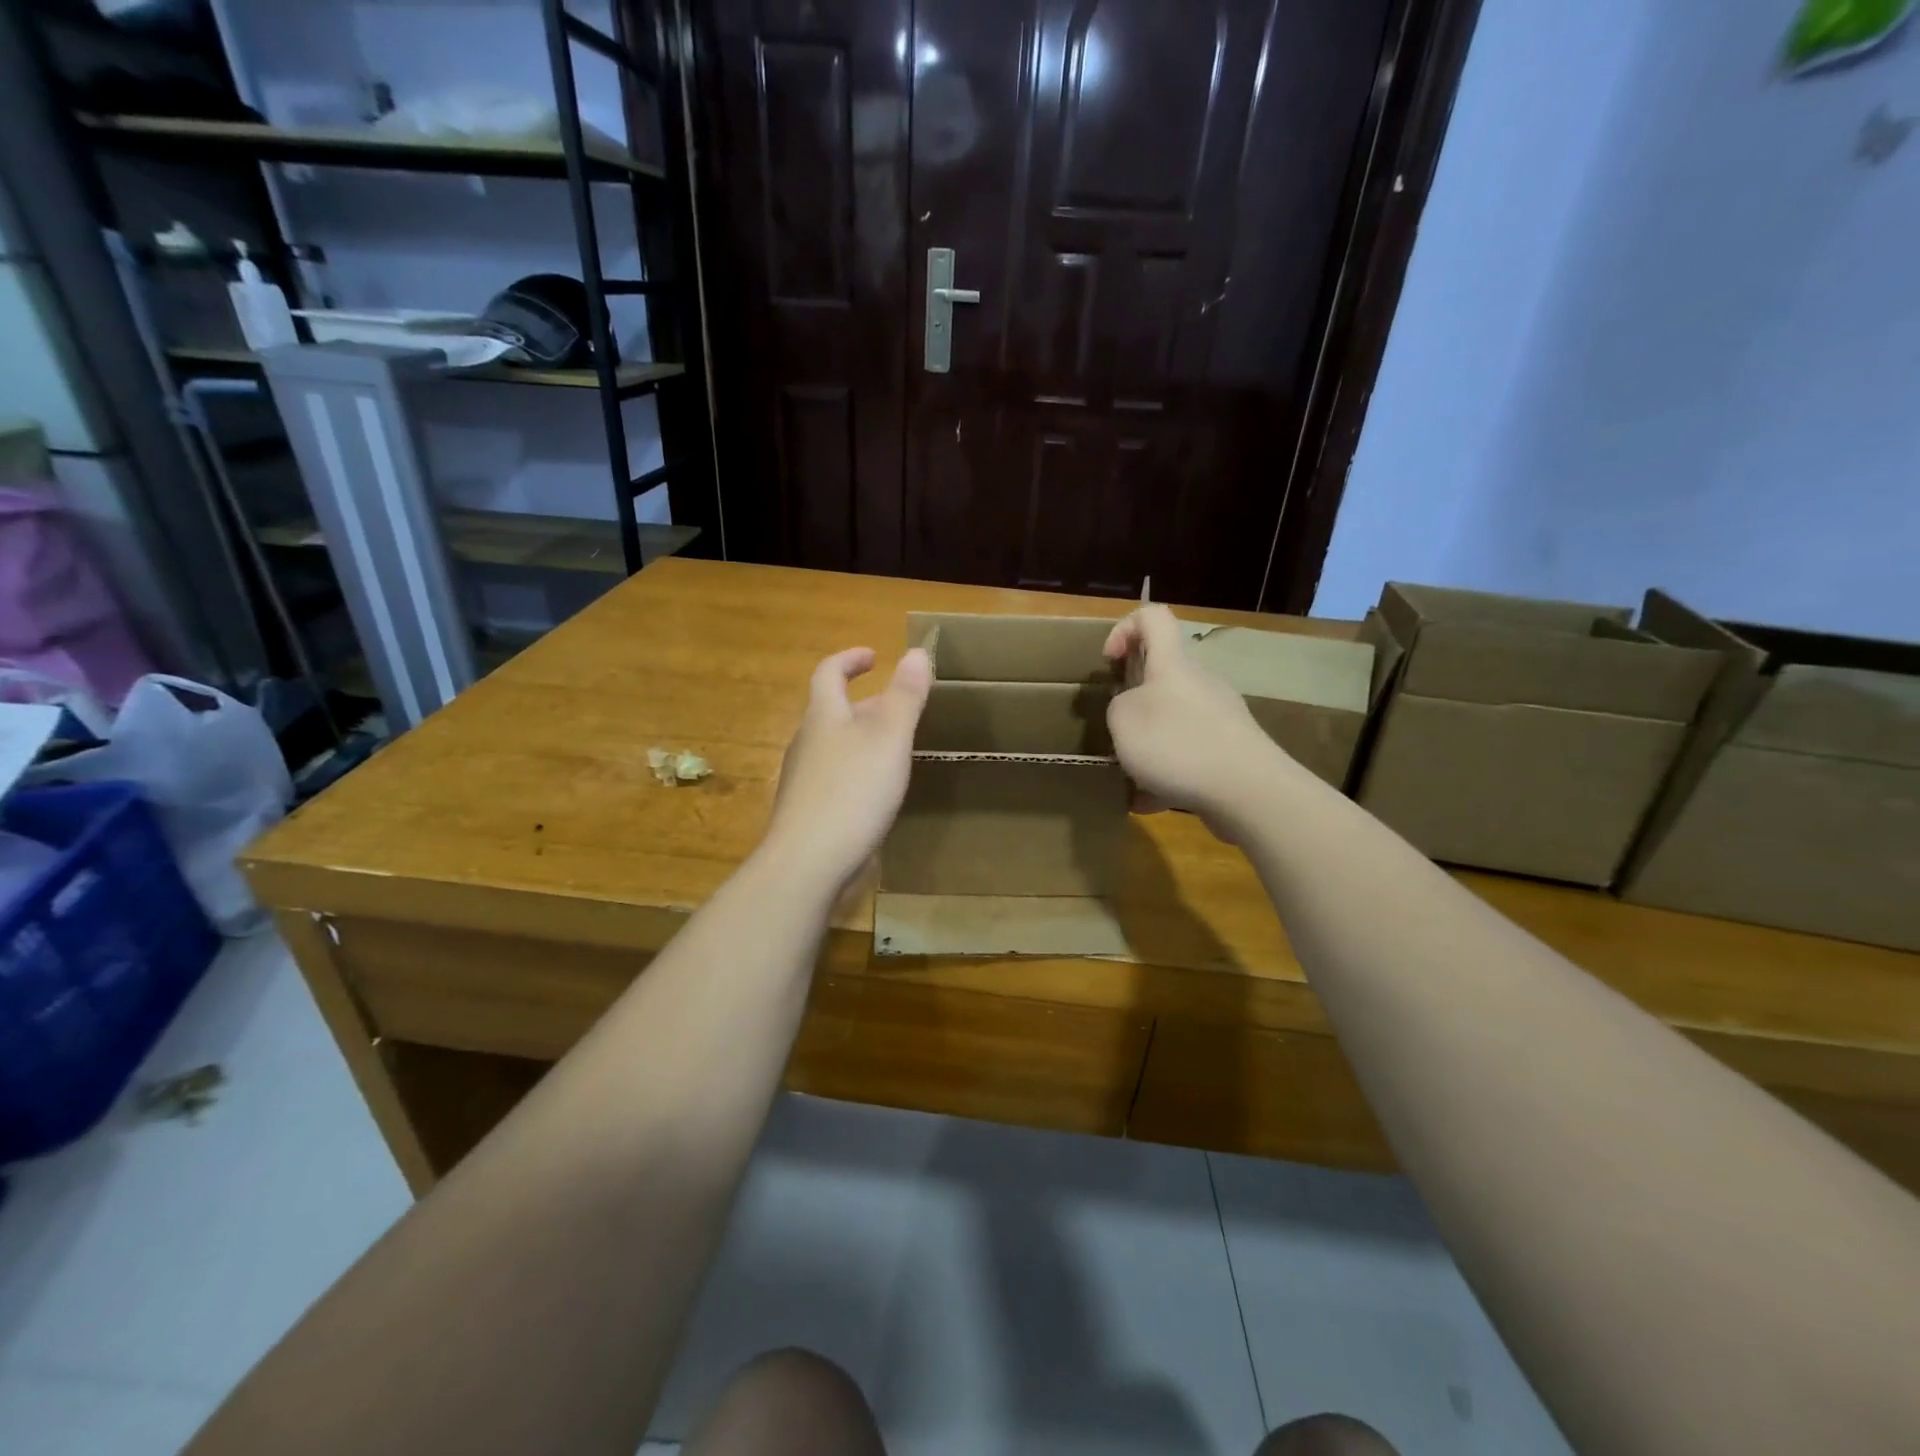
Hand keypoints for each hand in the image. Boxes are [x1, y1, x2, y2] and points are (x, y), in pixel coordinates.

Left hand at [761, 646, 932, 894]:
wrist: (808, 863)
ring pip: (835, 747)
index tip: (874, 656)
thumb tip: (915, 652)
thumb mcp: (889, 738)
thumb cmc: (852, 792)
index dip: (850, 659)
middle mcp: (807, 743)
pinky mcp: (808, 813)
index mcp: (823, 717)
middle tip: (899, 708)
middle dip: (865, 704)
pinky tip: (878, 795)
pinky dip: (858, 773)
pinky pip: (835, 779)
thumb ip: (904, 696)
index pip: (828, 673)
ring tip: (895, 750)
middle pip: (833, 711)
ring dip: (862, 740)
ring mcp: (803, 780)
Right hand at [1103, 605, 1288, 828]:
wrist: (1247, 790)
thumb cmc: (1177, 743)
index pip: (1153, 617)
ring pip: (1173, 720)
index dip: (1124, 628)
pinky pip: (1188, 756)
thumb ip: (1118, 707)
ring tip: (1129, 776)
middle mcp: (1199, 682)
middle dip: (1132, 700)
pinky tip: (1149, 802)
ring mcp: (1218, 717)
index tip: (1109, 661)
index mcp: (1172, 664)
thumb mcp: (1123, 720)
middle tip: (1114, 729)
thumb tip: (1130, 709)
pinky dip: (1165, 775)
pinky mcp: (1229, 751)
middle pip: (1162, 674)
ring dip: (1147, 744)